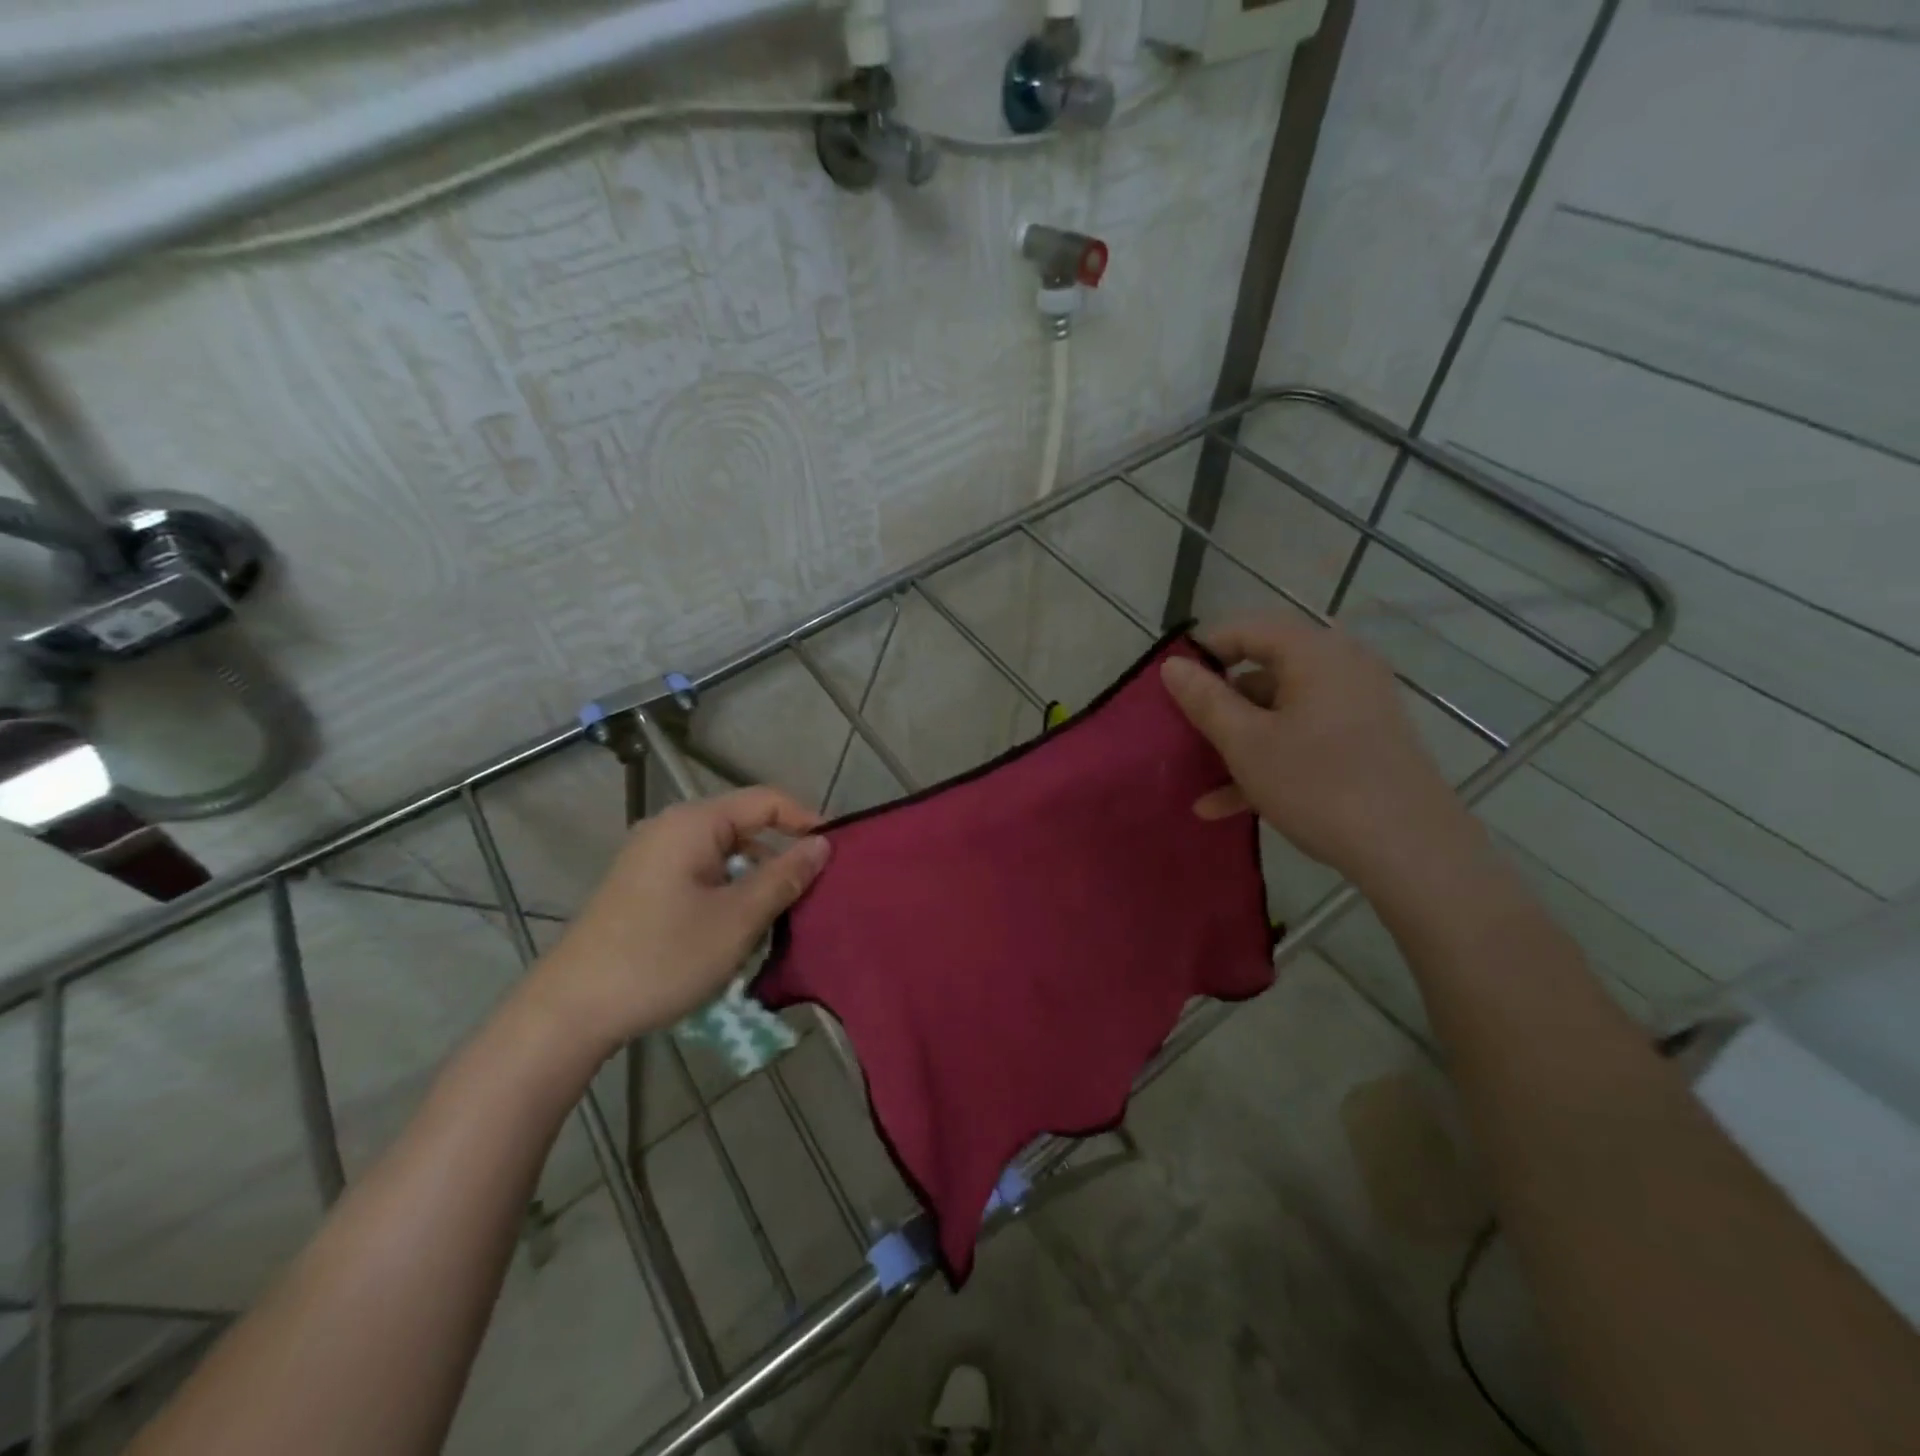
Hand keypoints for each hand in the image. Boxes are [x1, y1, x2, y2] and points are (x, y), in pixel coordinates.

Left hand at [530, 787, 829, 1055]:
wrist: (570, 1012)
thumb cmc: (662, 957)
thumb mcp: (737, 919)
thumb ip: (784, 876)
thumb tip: (822, 844)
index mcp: (693, 824)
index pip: (766, 800)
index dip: (807, 820)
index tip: (837, 854)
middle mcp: (670, 829)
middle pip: (744, 826)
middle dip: (782, 855)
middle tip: (814, 893)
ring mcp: (651, 858)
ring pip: (723, 855)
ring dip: (755, 880)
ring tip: (781, 917)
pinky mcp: (642, 887)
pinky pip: (701, 875)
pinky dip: (728, 893)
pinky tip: (738, 929)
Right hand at [1161, 616, 1477, 889]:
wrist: (1412, 852)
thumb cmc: (1318, 785)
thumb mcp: (1246, 743)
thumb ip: (1205, 700)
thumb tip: (1172, 665)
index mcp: (1315, 654)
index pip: (1247, 628)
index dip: (1203, 652)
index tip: (1171, 687)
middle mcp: (1342, 668)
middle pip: (1264, 670)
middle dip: (1219, 703)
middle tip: (1183, 731)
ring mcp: (1357, 707)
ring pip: (1281, 711)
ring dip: (1238, 740)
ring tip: (1199, 775)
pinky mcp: (1364, 743)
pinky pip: (1304, 738)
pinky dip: (1268, 760)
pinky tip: (1225, 804)